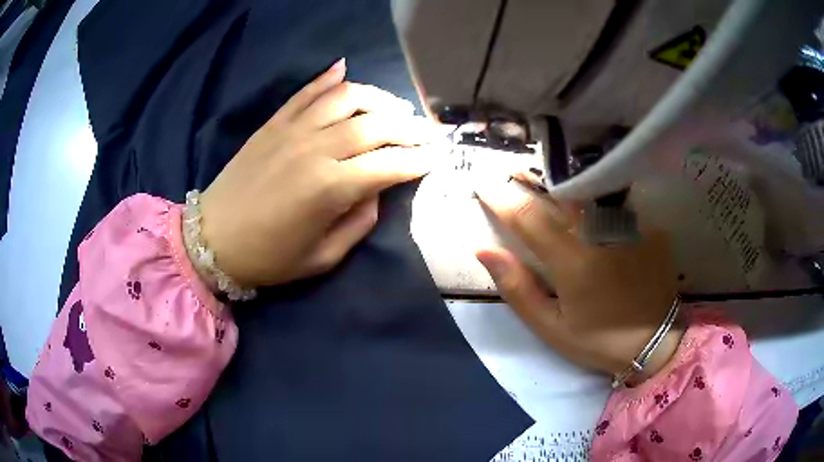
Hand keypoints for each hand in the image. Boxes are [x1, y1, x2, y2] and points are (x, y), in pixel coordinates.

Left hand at [199, 59, 438, 287]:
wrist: (213, 239)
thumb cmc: (269, 257)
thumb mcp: (323, 257)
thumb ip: (359, 222)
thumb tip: (376, 189)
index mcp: (330, 188)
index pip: (390, 164)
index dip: (419, 160)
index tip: (438, 157)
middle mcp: (316, 149)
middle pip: (376, 125)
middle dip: (410, 127)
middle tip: (428, 132)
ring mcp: (292, 130)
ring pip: (346, 98)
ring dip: (378, 97)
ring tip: (395, 108)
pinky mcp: (273, 123)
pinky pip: (306, 92)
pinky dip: (328, 78)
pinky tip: (344, 69)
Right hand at [475, 180, 681, 382]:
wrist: (654, 342)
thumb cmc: (598, 340)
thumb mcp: (551, 327)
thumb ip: (518, 289)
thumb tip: (484, 251)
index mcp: (573, 262)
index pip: (529, 218)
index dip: (502, 199)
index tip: (483, 186)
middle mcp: (601, 235)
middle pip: (560, 194)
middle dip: (532, 179)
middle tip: (514, 171)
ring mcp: (629, 227)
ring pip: (589, 191)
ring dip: (564, 181)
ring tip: (549, 179)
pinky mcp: (648, 227)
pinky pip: (618, 202)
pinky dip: (599, 195)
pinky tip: (593, 197)